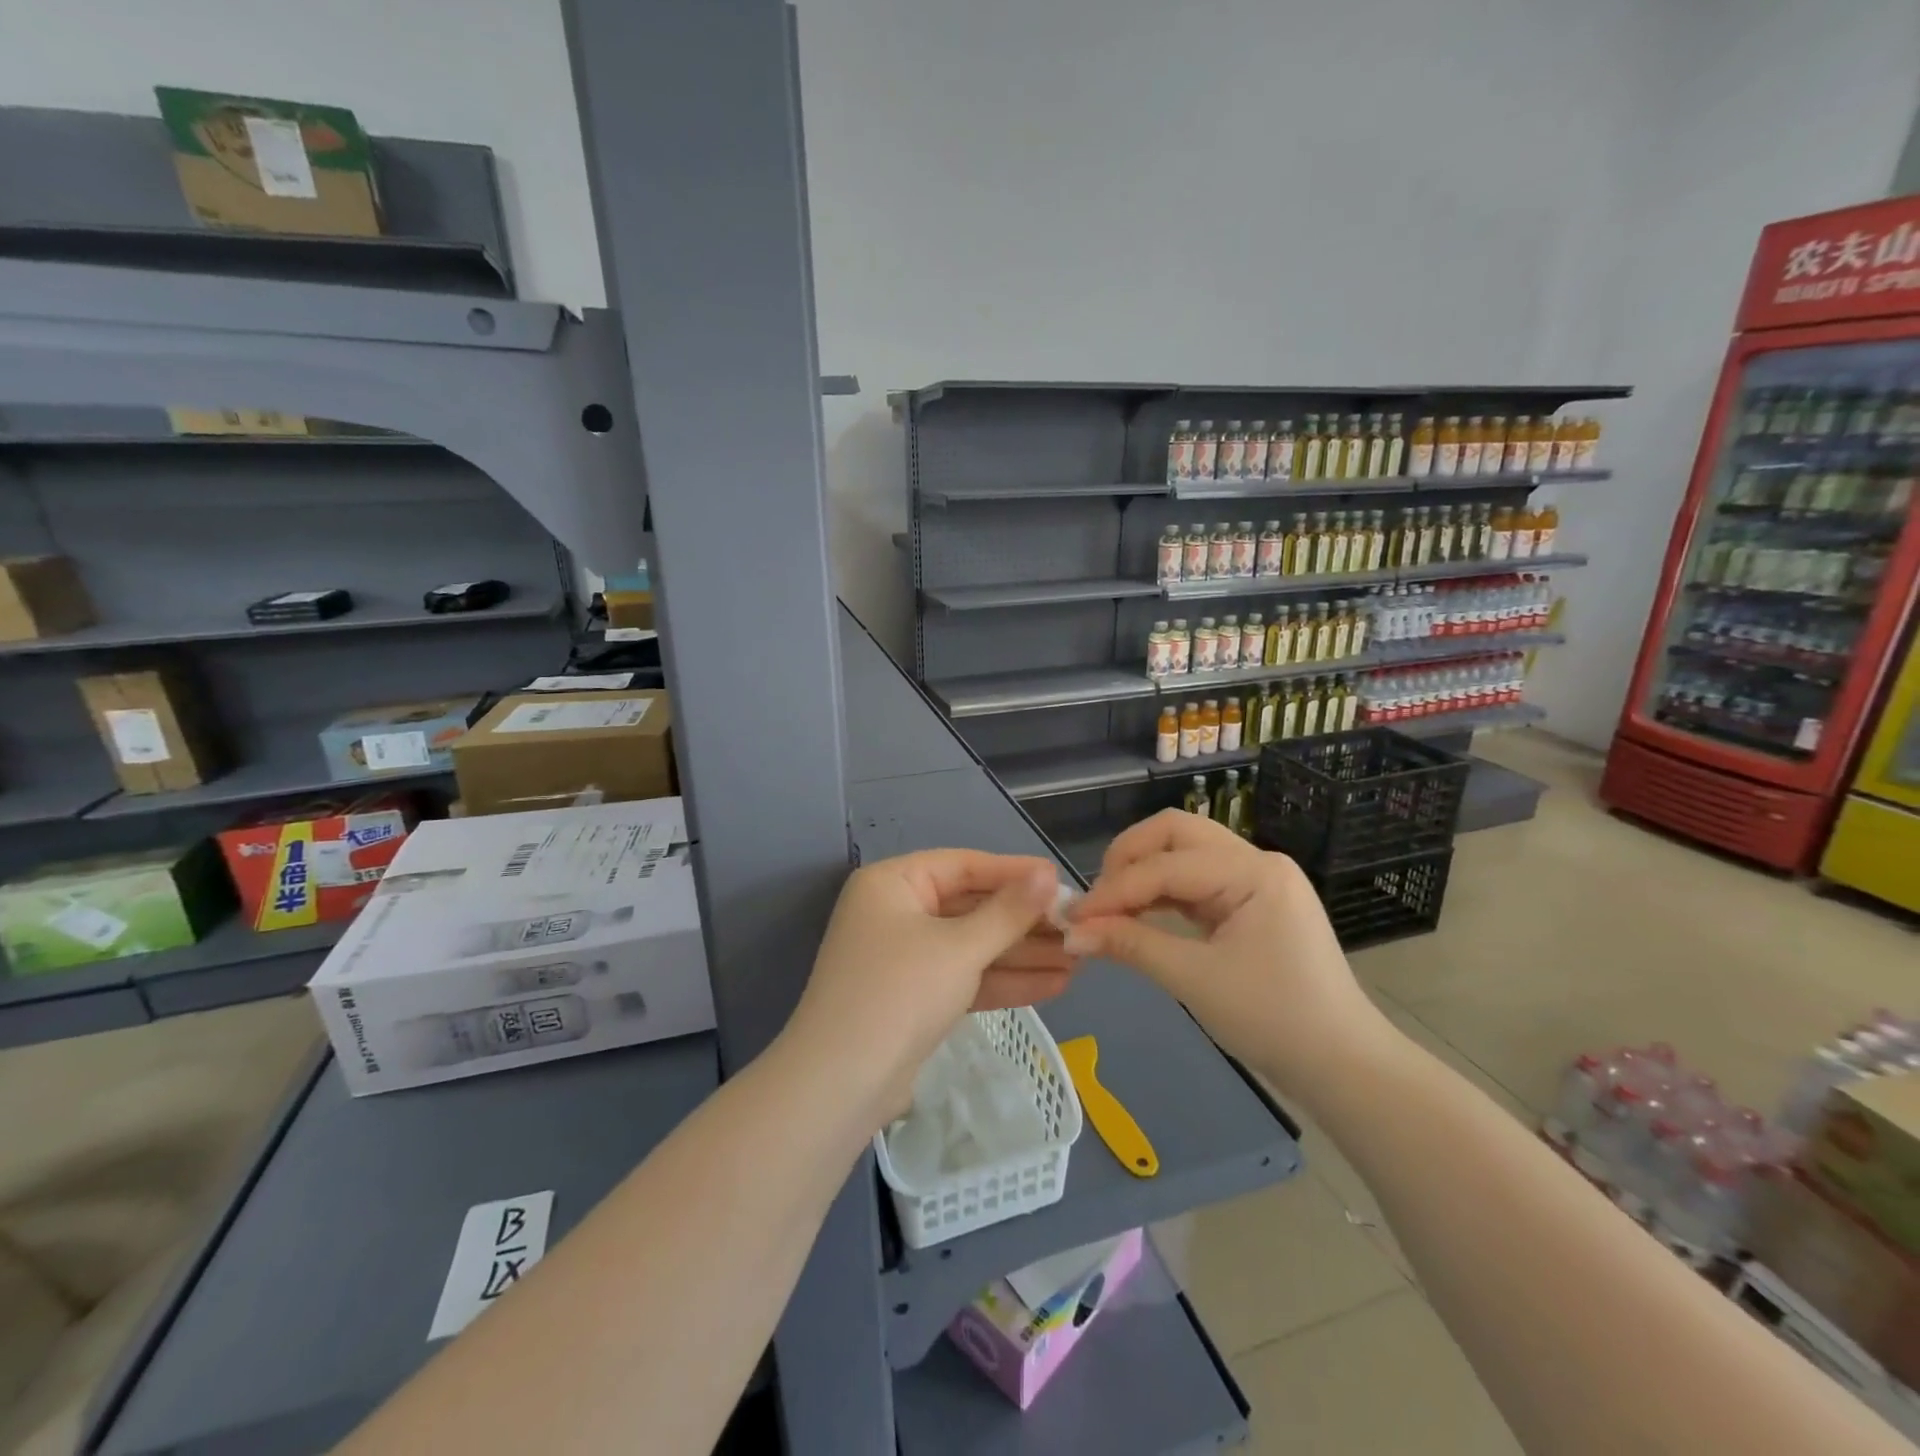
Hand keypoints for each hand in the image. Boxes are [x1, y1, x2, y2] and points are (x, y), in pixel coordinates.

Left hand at [786, 850, 1074, 1124]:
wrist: (840, 1086)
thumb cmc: (899, 993)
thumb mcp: (959, 948)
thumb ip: (1007, 912)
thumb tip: (1048, 875)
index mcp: (893, 883)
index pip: (963, 865)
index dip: (1014, 873)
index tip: (1061, 880)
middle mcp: (896, 912)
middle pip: (971, 907)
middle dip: (1024, 922)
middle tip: (1078, 928)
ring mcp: (904, 957)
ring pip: (972, 946)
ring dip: (1022, 955)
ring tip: (1079, 960)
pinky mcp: (915, 997)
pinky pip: (964, 978)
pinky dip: (1003, 981)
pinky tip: (1054, 986)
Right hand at [1063, 810, 1391, 1109]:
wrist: (1343, 1067)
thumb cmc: (1274, 1020)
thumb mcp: (1195, 980)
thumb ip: (1130, 945)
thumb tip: (1071, 933)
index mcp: (1253, 872)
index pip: (1166, 866)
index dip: (1114, 890)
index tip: (1072, 918)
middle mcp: (1256, 861)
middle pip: (1176, 833)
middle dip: (1128, 859)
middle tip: (1096, 899)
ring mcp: (1257, 880)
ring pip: (1184, 852)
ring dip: (1143, 874)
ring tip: (1109, 909)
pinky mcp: (1252, 902)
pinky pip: (1197, 882)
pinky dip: (1163, 893)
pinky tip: (1138, 915)